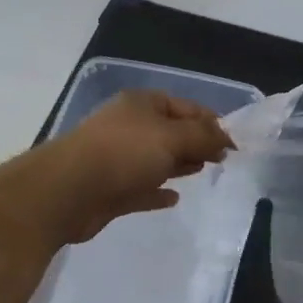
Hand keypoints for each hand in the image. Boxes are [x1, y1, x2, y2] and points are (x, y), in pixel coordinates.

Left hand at [33, 90, 233, 244]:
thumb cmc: (124, 153)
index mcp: (142, 104)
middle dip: (197, 142)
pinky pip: (142, 187)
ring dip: (180, 164)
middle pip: (171, 132)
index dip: (212, 122)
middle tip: (222, 160)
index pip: (186, 107)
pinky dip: (158, 190)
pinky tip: (174, 198)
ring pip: (157, 159)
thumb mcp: (172, 137)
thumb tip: (227, 138)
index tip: (234, 144)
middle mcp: (130, 126)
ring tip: (204, 172)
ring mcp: (118, 158)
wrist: (68, 191)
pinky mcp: (111, 188)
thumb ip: (203, 137)